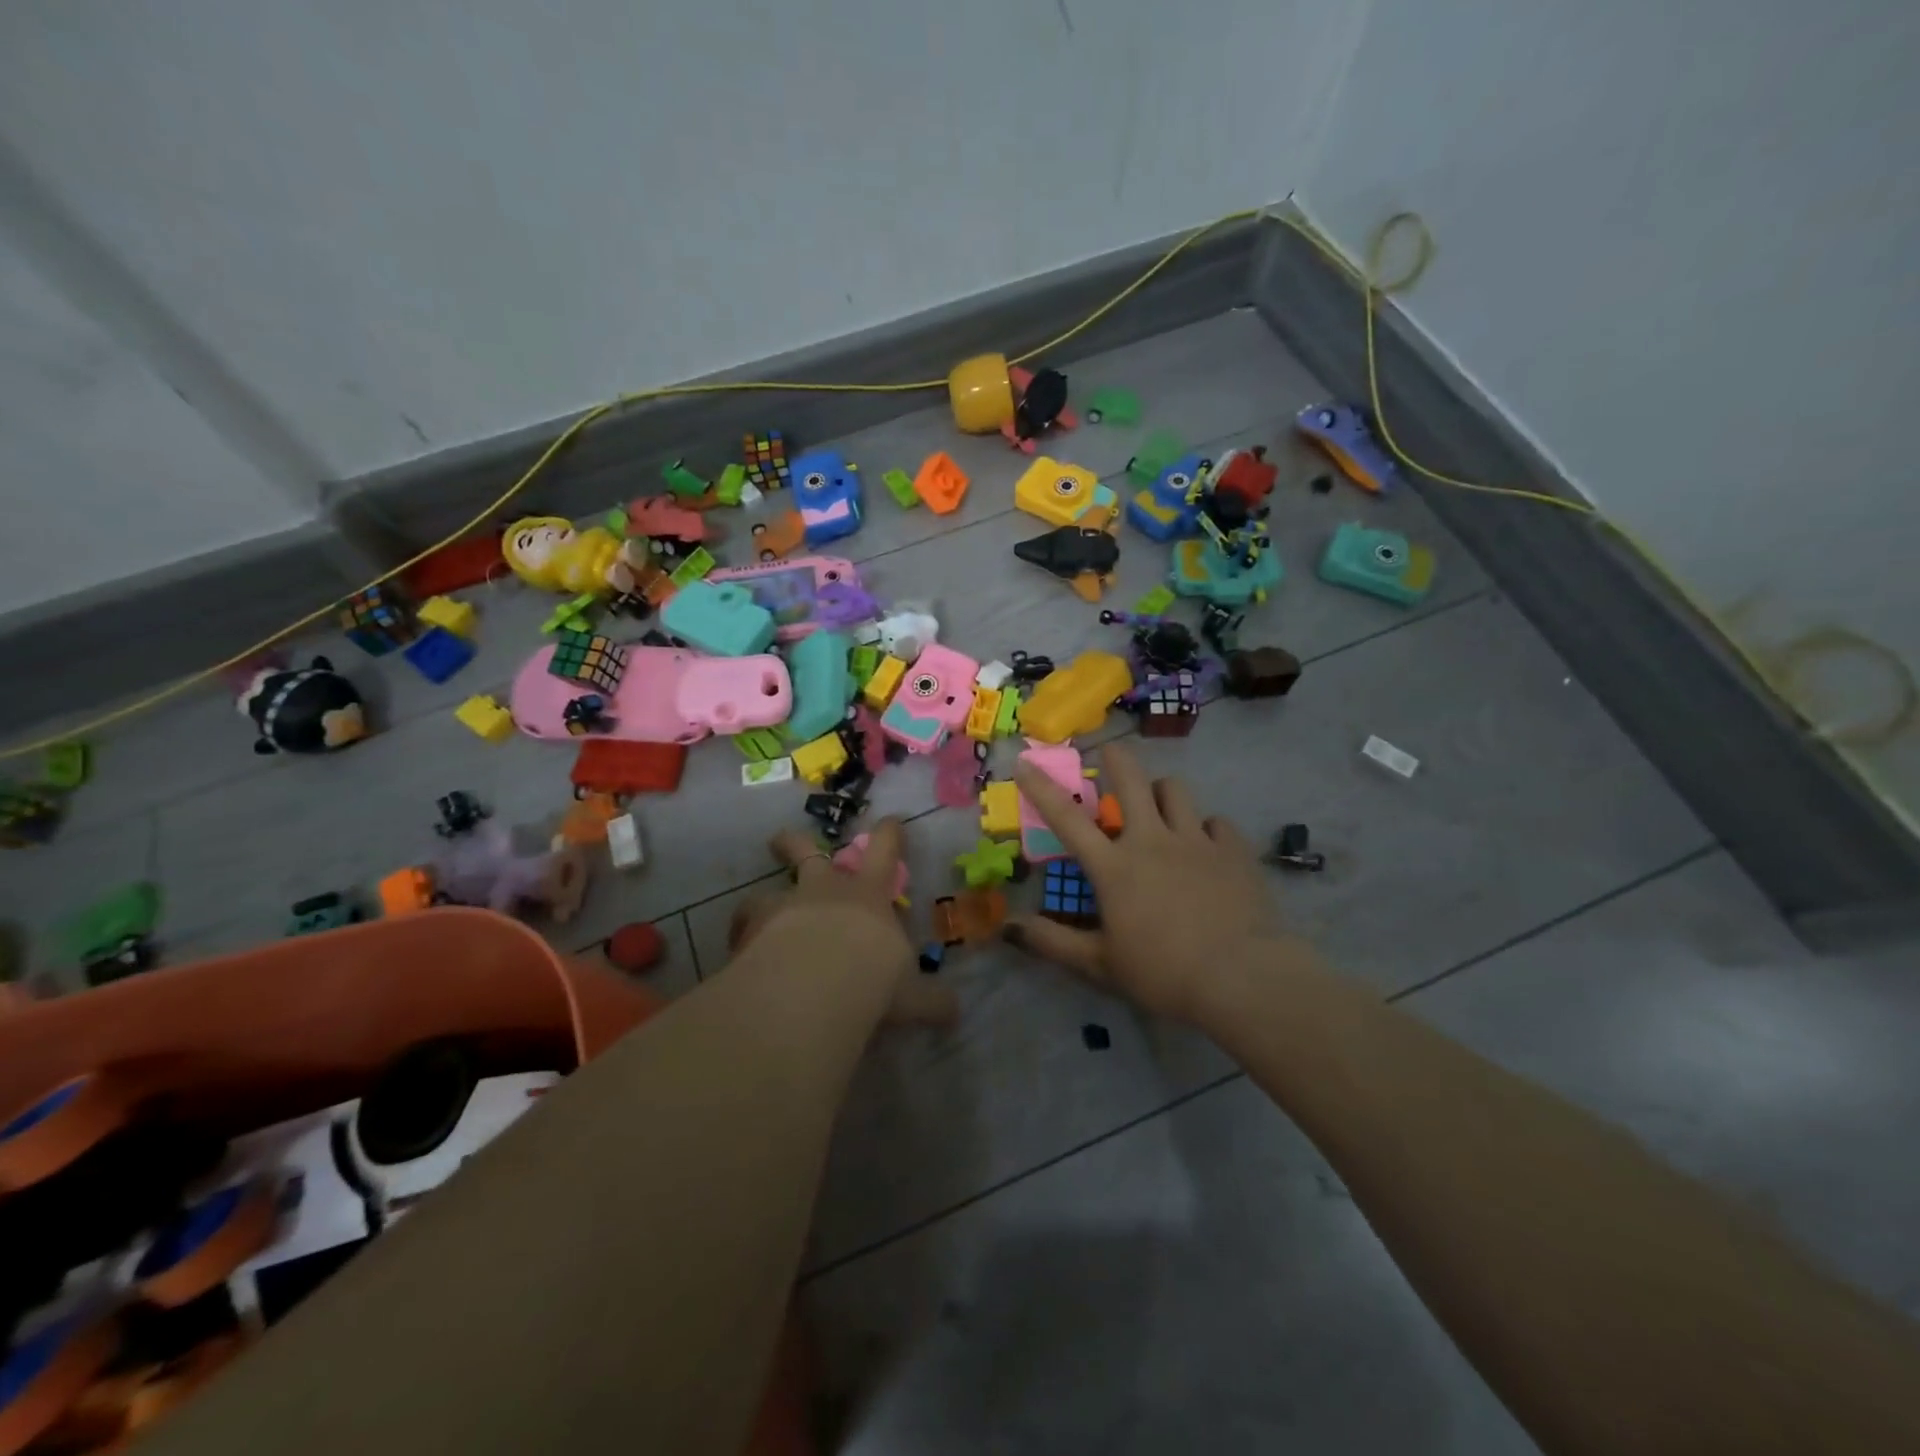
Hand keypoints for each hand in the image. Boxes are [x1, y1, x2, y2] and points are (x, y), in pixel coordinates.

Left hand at [727, 818, 957, 1028]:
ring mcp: (785, 906)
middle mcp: (825, 890)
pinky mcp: (752, 930)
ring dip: (764, 898)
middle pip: (807, 851)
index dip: (890, 832)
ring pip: (768, 889)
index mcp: (869, 894)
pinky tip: (742, 952)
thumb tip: (954, 1012)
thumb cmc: (874, 979)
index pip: (885, 849)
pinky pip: (743, 927)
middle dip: (795, 843)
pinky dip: (743, 935)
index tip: (890, 821)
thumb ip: (931, 1001)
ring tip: (755, 912)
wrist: (816, 985)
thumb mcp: (912, 995)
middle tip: (782, 841)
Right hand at [1005, 742, 1284, 1024]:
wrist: (1242, 978)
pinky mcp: (1233, 850)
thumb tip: (1008, 926)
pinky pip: (1216, 822)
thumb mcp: (1100, 965)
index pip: (1067, 818)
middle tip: (1109, 753)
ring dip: (1160, 791)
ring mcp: (1196, 840)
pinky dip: (1206, 829)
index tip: (1026, 762)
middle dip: (1116, 758)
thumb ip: (1053, 942)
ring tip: (1159, 806)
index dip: (1042, 787)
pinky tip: (1207, 847)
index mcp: (1114, 867)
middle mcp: (1151, 840)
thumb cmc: (1163, 973)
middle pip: (1131, 779)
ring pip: (1174, 790)